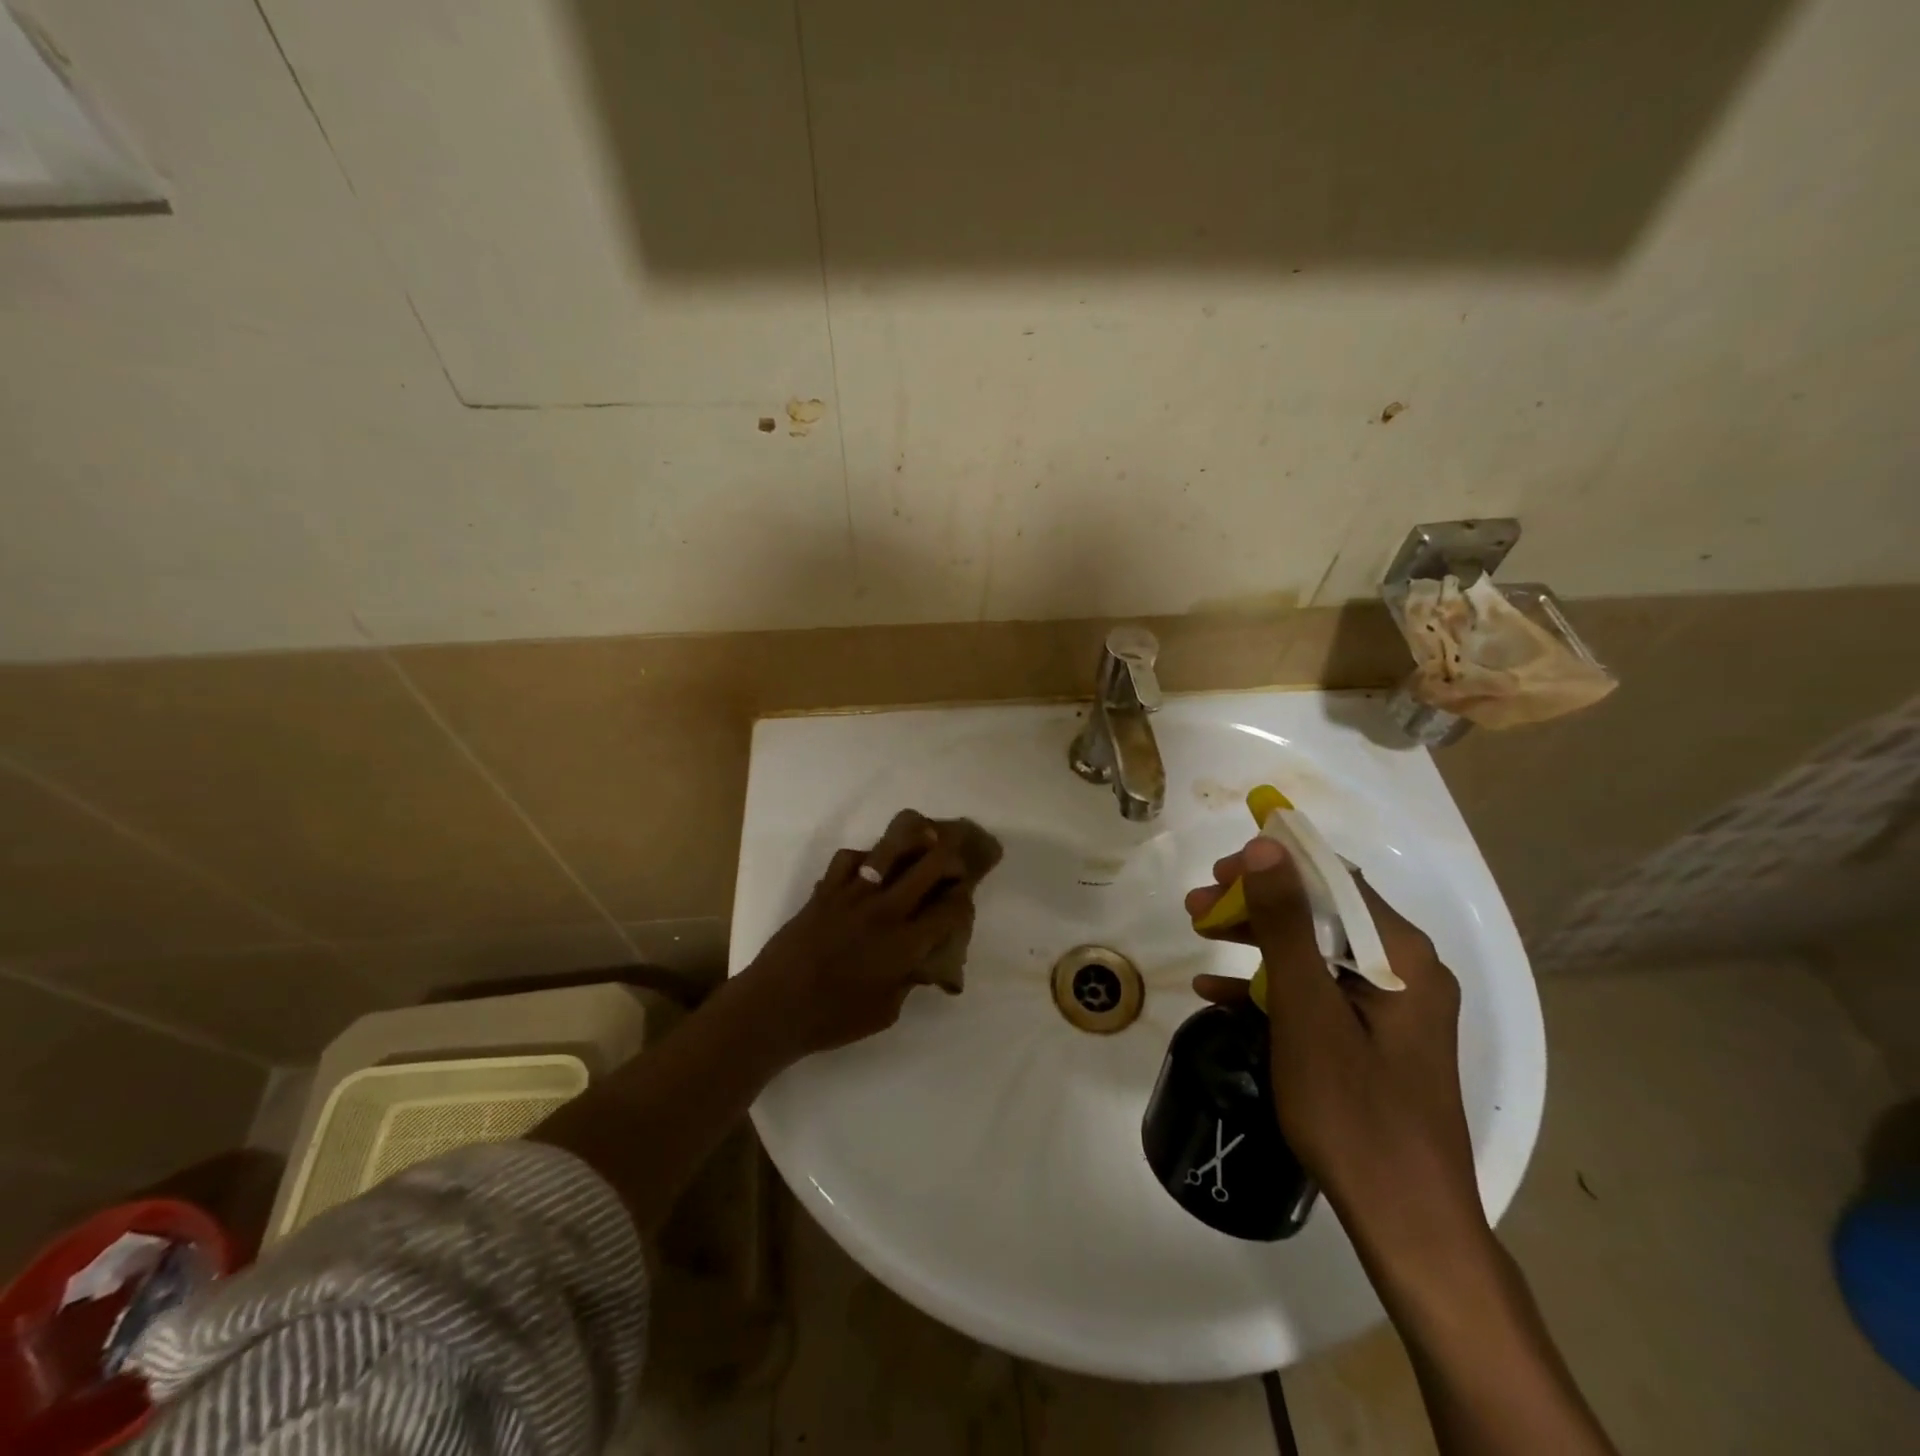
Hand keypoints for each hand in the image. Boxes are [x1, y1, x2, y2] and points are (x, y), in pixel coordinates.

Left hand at [737, 825, 975, 1060]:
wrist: (774, 1007)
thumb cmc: (833, 1019)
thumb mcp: (887, 1011)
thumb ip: (909, 979)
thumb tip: (921, 960)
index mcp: (906, 944)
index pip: (950, 909)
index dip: (963, 901)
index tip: (963, 901)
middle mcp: (885, 910)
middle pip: (931, 866)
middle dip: (951, 861)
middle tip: (954, 867)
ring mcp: (853, 894)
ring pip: (891, 850)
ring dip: (914, 842)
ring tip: (924, 840)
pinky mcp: (826, 890)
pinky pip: (850, 858)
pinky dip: (864, 858)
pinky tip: (868, 870)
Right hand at [1184, 837, 1485, 1264]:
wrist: (1405, 1220)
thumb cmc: (1354, 1109)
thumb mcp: (1307, 1009)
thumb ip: (1286, 924)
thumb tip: (1267, 846)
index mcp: (1401, 956)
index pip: (1333, 880)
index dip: (1273, 866)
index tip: (1217, 872)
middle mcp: (1404, 970)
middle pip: (1322, 913)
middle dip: (1256, 903)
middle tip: (1197, 907)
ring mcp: (1390, 1007)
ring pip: (1315, 950)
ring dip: (1256, 939)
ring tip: (1200, 933)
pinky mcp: (1373, 1037)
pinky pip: (1318, 992)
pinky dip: (1271, 985)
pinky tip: (1218, 993)